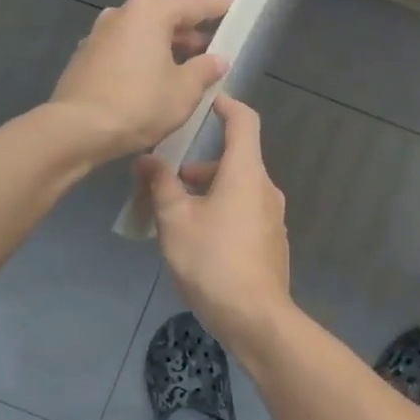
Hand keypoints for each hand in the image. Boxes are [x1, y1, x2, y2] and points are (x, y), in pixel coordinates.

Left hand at [49, 0, 230, 160]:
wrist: (76, 130)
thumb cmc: (139, 104)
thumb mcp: (184, 90)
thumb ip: (206, 69)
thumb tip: (218, 59)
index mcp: (150, 12)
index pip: (194, 4)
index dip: (217, 7)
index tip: (233, 5)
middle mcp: (122, 14)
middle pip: (166, 17)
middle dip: (191, 32)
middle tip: (215, 45)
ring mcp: (99, 34)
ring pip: (144, 35)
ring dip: (167, 48)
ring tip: (188, 67)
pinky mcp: (86, 57)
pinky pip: (126, 51)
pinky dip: (144, 59)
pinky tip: (155, 80)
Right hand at [135, 95, 291, 351]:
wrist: (255, 317)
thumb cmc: (212, 261)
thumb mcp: (175, 221)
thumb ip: (161, 185)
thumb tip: (147, 159)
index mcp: (245, 173)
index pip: (244, 121)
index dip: (226, 105)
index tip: (205, 101)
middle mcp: (265, 188)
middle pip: (235, 159)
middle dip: (200, 165)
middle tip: (166, 183)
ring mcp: (272, 216)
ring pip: (238, 189)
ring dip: (208, 192)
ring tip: (174, 217)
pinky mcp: (272, 241)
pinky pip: (245, 212)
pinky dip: (222, 211)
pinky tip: (198, 241)